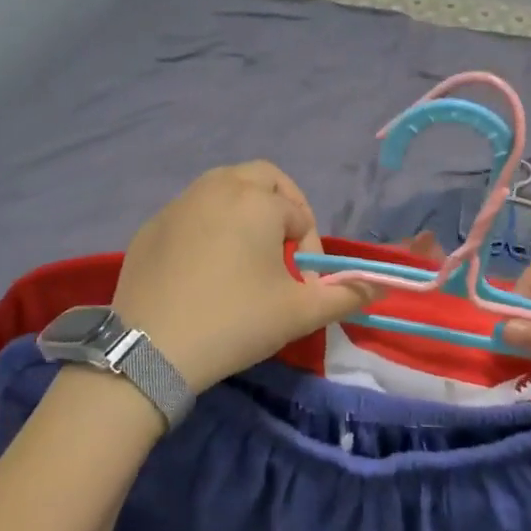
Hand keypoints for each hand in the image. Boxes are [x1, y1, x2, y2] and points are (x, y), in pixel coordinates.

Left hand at [112, 163, 377, 390]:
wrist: (150, 351)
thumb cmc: (235, 322)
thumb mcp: (300, 312)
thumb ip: (346, 296)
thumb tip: (381, 287)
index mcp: (256, 201)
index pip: (299, 214)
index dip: (309, 249)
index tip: (302, 285)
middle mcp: (217, 188)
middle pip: (262, 178)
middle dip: (281, 205)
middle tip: (282, 246)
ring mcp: (178, 204)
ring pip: (222, 187)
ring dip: (243, 209)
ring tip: (246, 252)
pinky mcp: (151, 226)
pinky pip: (190, 211)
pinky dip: (207, 225)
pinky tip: (203, 267)